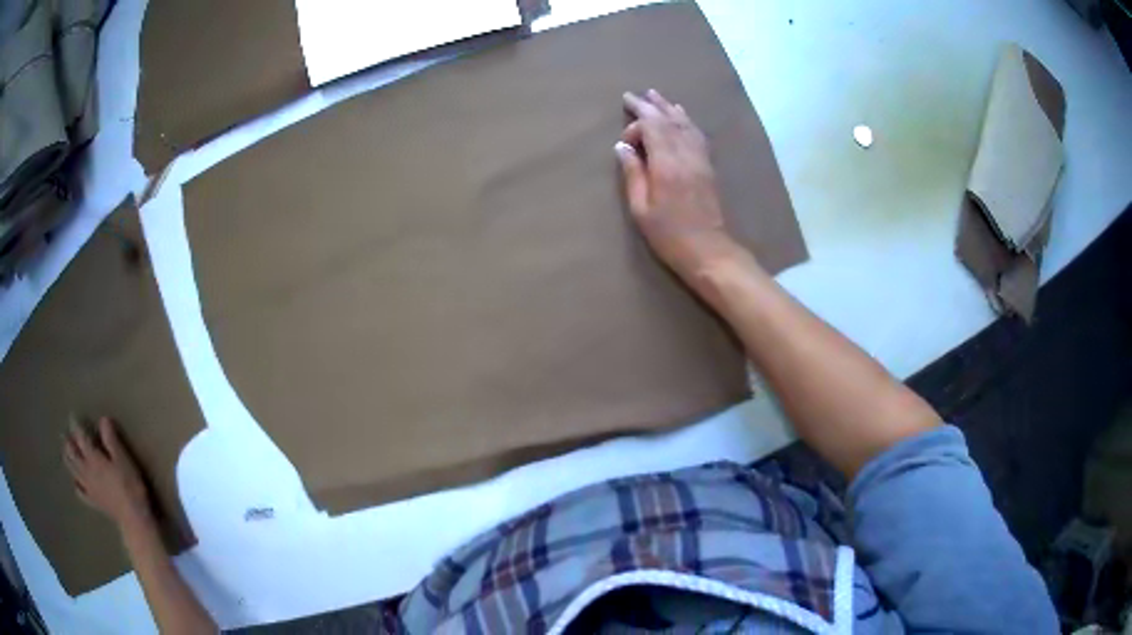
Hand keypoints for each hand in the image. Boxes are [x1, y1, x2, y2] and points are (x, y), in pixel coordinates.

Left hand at [64, 417, 151, 529]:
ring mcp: (89, 488)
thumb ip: (111, 440)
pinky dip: (76, 486)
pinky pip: (81, 493)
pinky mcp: (94, 502)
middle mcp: (87, 471)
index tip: (72, 416)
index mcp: (93, 458)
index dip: (76, 426)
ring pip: (73, 471)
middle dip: (68, 443)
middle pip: (73, 454)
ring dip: (68, 460)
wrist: (133, 518)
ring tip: (65, 452)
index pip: (81, 437)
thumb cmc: (130, 486)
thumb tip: (103, 419)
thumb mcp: (123, 460)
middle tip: (64, 434)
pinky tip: (75, 484)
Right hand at [615, 90, 751, 285]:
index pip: (652, 128)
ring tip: (655, 95)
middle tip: (632, 95)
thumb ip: (633, 174)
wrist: (709, 251)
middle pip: (668, 120)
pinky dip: (686, 121)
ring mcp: (700, 159)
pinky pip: (697, 134)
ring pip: (684, 124)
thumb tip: (622, 147)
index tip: (624, 143)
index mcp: (667, 165)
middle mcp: (686, 155)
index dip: (636, 126)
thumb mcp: (641, 209)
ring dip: (668, 107)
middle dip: (649, 105)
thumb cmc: (669, 235)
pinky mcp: (708, 166)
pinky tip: (681, 116)